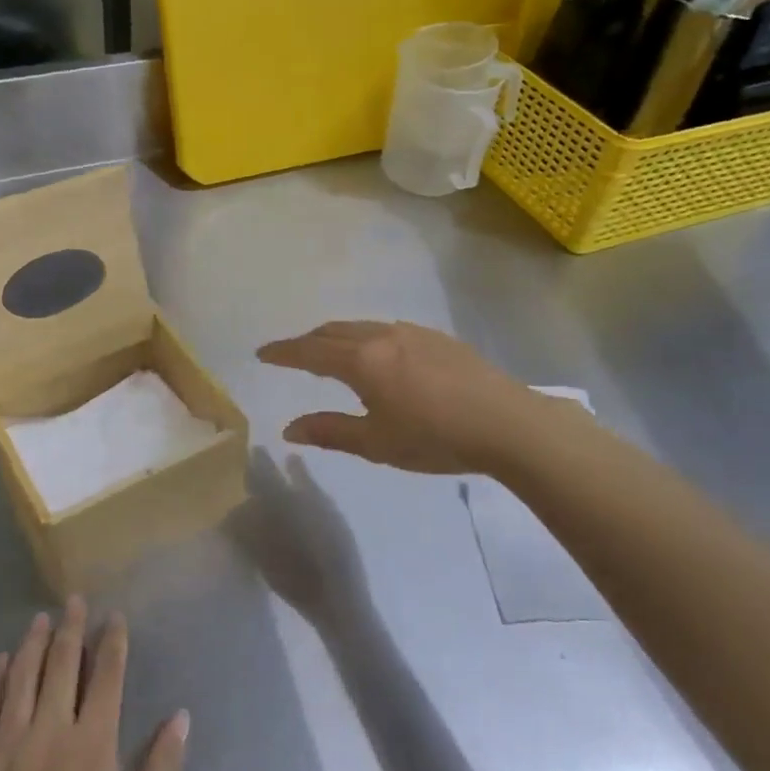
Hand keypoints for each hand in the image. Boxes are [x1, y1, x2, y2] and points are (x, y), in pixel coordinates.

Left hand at [0, 598, 188, 770]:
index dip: (112, 643)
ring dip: (32, 646)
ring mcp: (5, 750)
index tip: (114, 617)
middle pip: (62, 666)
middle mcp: (49, 733)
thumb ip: (163, 769)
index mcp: (92, 745)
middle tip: (74, 600)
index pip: (106, 677)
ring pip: (20, 681)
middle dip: (71, 629)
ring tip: (40, 620)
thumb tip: (180, 715)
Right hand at [258, 321, 559, 474]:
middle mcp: (382, 336)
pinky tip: (378, 355)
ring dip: (337, 336)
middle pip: (333, 331)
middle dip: (307, 341)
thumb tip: (289, 429)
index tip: (261, 353)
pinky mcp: (437, 337)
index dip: (283, 352)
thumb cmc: (435, 438)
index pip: (310, 351)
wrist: (507, 423)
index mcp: (362, 361)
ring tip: (330, 352)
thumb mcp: (377, 443)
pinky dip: (366, 337)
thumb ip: (330, 431)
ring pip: (362, 327)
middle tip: (291, 354)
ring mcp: (412, 333)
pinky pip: (387, 329)